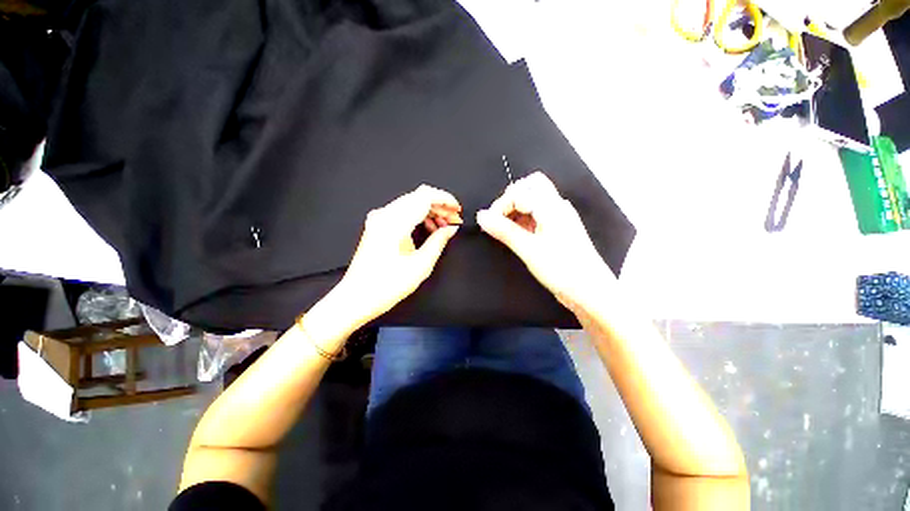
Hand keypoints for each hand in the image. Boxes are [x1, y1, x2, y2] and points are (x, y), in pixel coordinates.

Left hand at [306, 185, 461, 341]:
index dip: (445, 199)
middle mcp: (385, 215)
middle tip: (454, 219)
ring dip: (430, 211)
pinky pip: (403, 211)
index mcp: (395, 223)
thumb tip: (451, 228)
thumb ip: (439, 241)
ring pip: (411, 202)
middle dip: (440, 205)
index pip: (424, 196)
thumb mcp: (421, 265)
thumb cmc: (387, 286)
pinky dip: (418, 216)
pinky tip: (429, 228)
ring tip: (444, 226)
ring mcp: (379, 218)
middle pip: (418, 197)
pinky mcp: (378, 224)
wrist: (357, 297)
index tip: (457, 208)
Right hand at [476, 172, 612, 311]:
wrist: (590, 292)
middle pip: (530, 187)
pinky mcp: (558, 230)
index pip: (519, 191)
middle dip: (510, 200)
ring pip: (533, 201)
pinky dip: (524, 221)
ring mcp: (559, 218)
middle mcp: (557, 206)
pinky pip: (537, 216)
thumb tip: (481, 215)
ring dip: (516, 211)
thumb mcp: (528, 249)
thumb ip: (504, 230)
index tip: (490, 223)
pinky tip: (518, 236)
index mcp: (551, 206)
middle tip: (499, 220)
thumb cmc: (561, 269)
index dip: (501, 204)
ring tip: (505, 231)